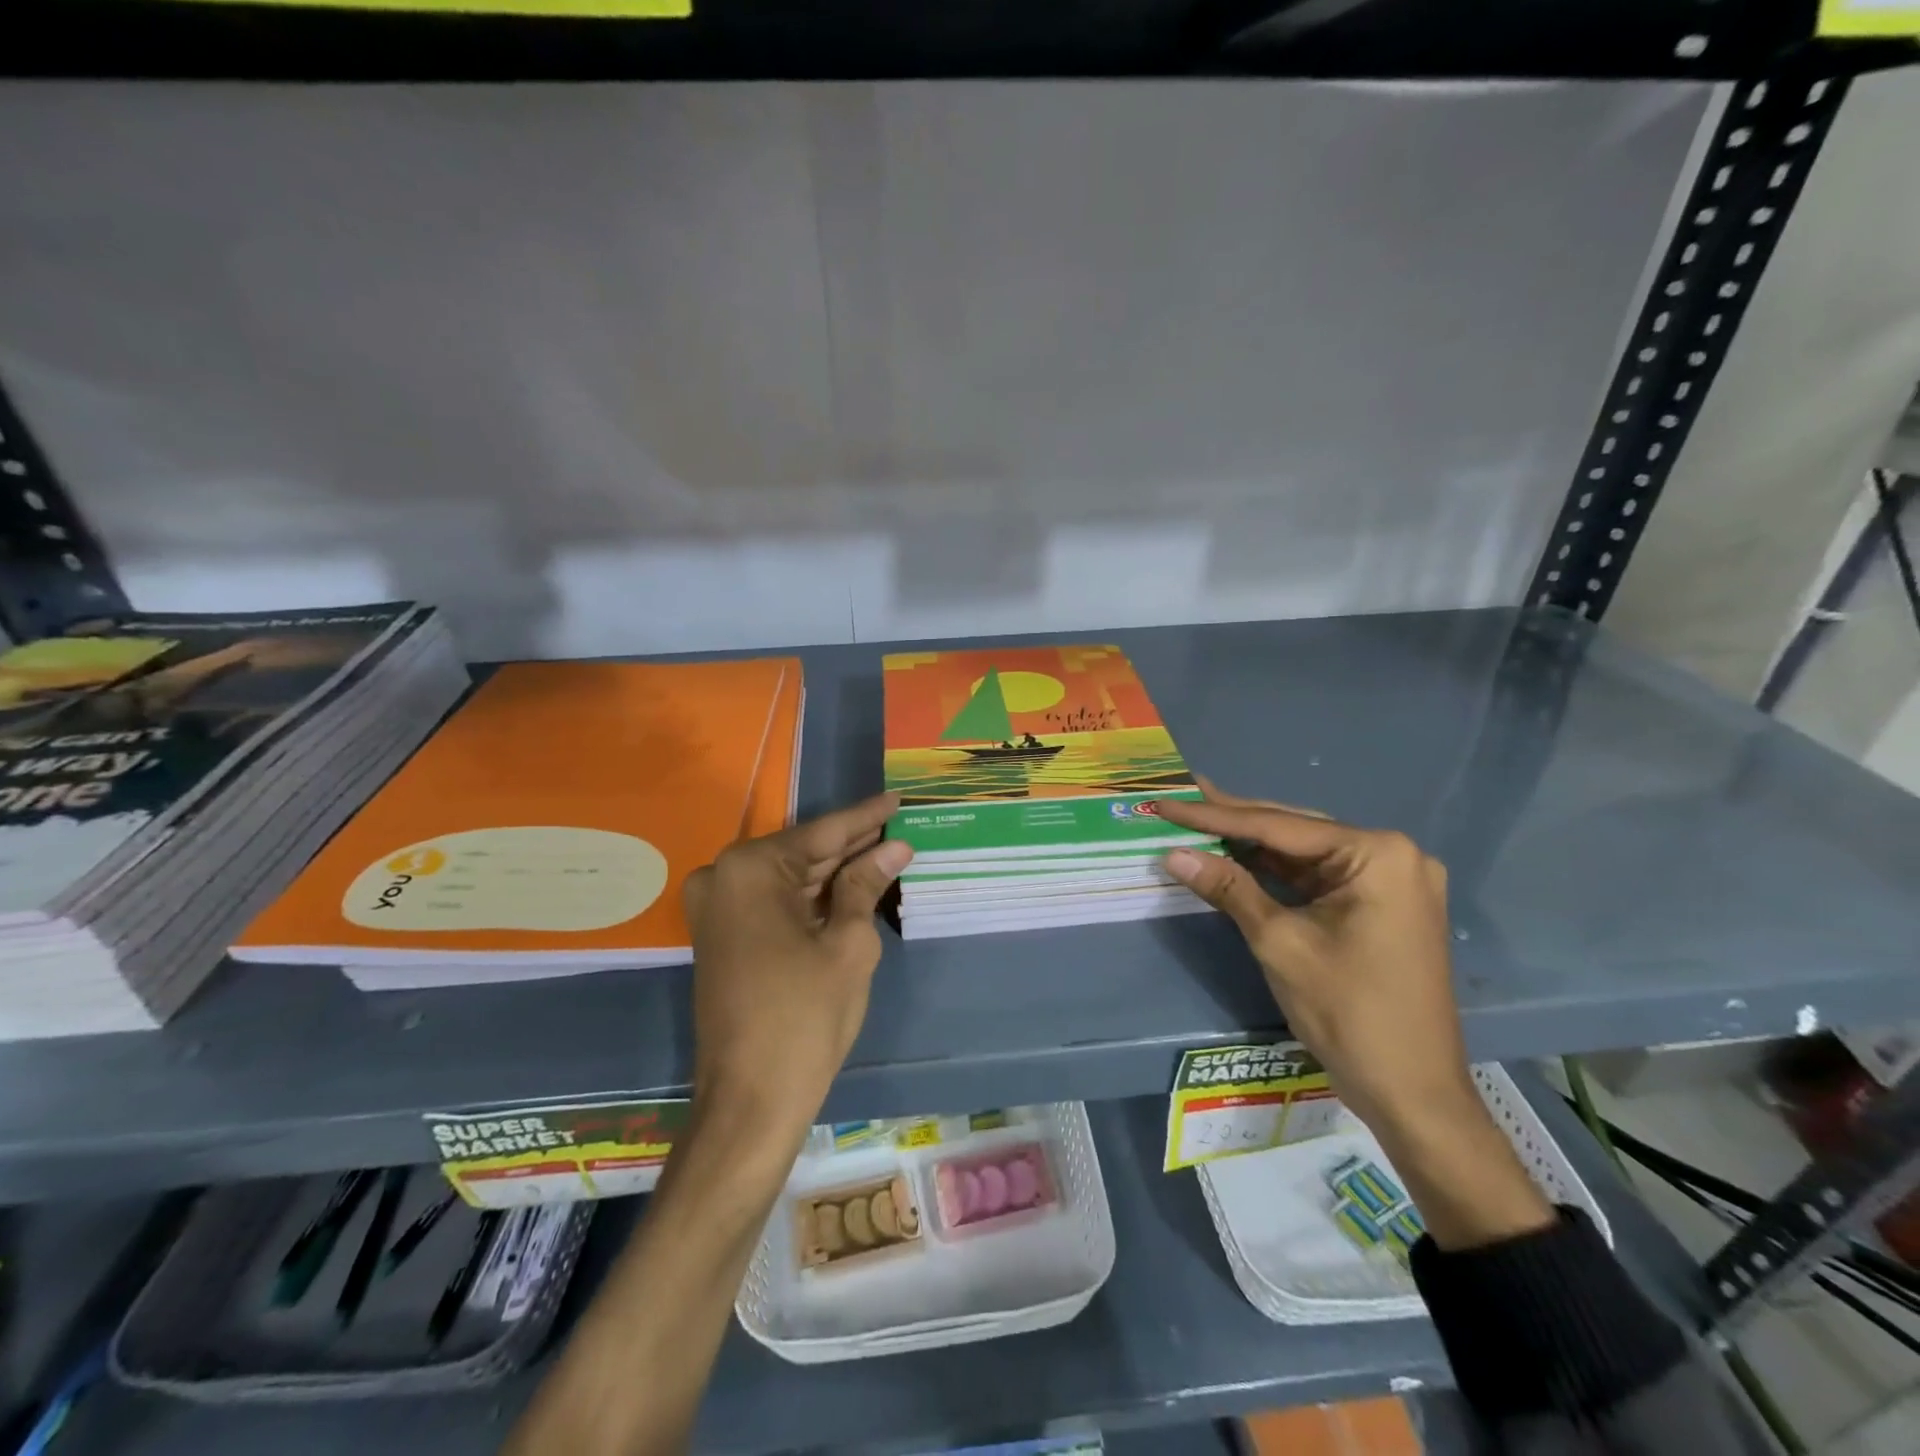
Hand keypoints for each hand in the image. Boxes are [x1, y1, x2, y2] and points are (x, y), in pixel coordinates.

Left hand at [683, 792, 911, 1156]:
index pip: (822, 833)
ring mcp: (717, 908)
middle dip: (853, 845)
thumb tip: (895, 847)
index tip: (897, 798)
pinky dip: (813, 897)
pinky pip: (774, 902)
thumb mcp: (848, 944)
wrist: (750, 1101)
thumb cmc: (805, 1017)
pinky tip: (852, 883)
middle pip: (803, 853)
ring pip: (790, 878)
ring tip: (885, 849)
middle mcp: (723, 877)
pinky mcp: (722, 935)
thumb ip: (866, 885)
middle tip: (898, 826)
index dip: (866, 817)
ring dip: (835, 871)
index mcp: (749, 869)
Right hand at [1157, 778, 1470, 1134]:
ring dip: (1252, 844)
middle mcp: (1391, 854)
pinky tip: (1237, 856)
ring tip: (1198, 818)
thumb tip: (1173, 853)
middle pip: (1294, 830)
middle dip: (1234, 819)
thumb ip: (1228, 888)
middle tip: (1181, 798)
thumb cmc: (1348, 1012)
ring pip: (1304, 853)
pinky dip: (1276, 872)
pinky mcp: (1381, 904)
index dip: (1216, 815)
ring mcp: (1390, 880)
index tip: (1168, 803)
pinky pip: (1318, 877)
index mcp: (1377, 854)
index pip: (1279, 826)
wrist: (1412, 1093)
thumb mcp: (1280, 942)